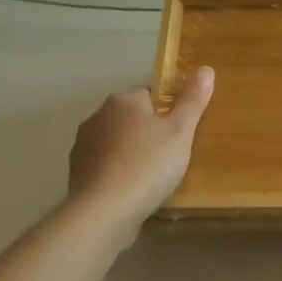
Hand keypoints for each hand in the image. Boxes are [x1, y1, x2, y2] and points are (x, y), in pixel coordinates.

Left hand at [66, 68, 213, 241]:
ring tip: (152, 178)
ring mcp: (82, 147)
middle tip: (171, 157)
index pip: (149, 96)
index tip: (180, 134)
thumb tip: (206, 68)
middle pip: (131, 119)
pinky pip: (104, 167)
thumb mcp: (181, 131)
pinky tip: (131, 193)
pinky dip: (117, 175)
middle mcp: (97, 117)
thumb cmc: (148, 164)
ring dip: (131, 155)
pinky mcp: (76, 175)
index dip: (167, 113)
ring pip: (116, 144)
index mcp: (122, 101)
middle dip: (148, 134)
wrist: (104, 211)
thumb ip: (192, 100)